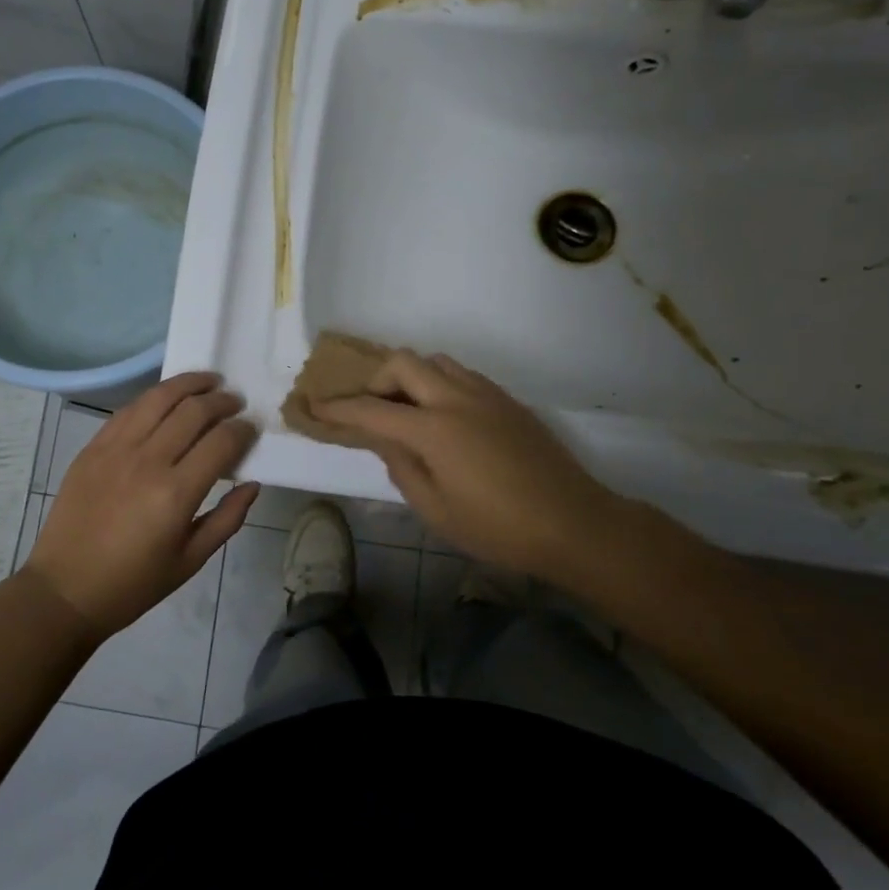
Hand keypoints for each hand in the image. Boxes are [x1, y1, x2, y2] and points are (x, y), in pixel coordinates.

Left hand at [27, 373, 260, 637]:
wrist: (64, 589)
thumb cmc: (133, 584)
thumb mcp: (190, 561)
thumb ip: (227, 519)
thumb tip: (252, 484)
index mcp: (176, 494)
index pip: (221, 442)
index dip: (242, 430)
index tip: (251, 428)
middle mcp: (147, 461)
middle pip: (193, 411)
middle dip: (222, 401)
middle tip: (235, 402)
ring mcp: (115, 449)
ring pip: (159, 398)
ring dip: (189, 384)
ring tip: (208, 381)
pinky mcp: (93, 447)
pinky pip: (129, 409)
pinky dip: (154, 397)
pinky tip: (167, 397)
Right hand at [313, 350, 625, 579]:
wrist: (574, 523)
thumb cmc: (497, 528)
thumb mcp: (435, 509)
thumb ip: (401, 467)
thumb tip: (382, 439)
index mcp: (433, 429)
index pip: (372, 410)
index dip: (338, 408)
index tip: (314, 406)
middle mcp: (456, 399)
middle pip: (403, 363)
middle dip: (376, 380)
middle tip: (371, 409)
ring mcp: (486, 395)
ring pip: (435, 361)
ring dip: (411, 377)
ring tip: (408, 411)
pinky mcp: (508, 401)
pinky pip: (462, 375)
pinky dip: (440, 383)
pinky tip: (444, 417)